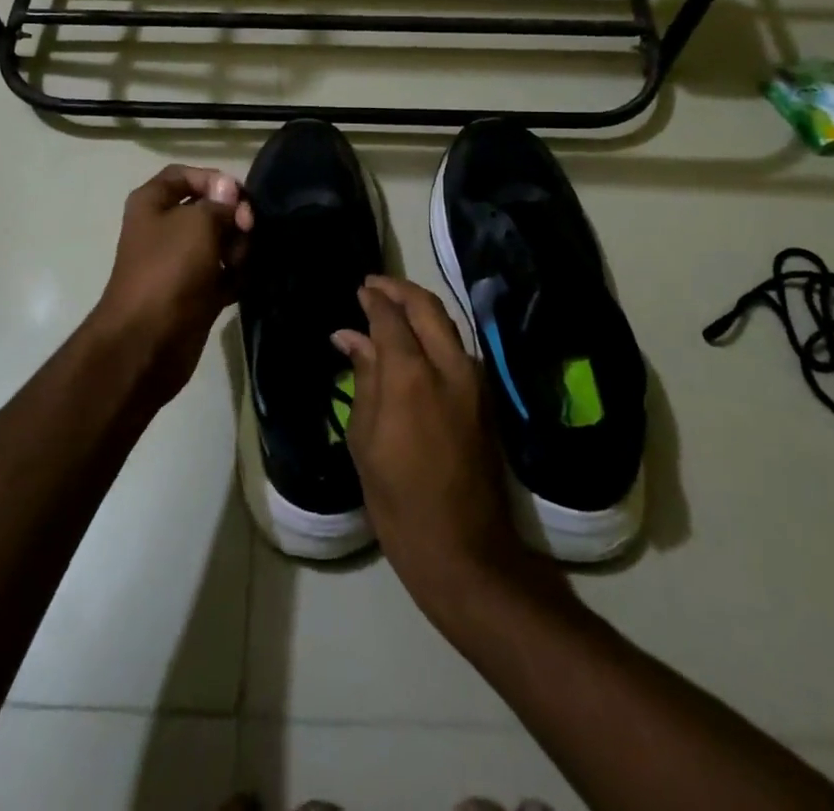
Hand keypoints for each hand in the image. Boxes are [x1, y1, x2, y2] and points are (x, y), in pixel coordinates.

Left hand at [90, 165, 252, 397]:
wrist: (148, 341)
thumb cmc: (169, 270)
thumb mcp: (198, 223)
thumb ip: (220, 203)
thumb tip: (231, 193)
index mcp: (152, 203)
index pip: (184, 175)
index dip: (213, 179)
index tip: (239, 196)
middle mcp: (165, 228)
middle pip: (209, 209)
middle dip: (233, 217)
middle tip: (247, 231)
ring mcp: (180, 262)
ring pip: (221, 242)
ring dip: (238, 248)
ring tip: (240, 264)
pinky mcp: (195, 292)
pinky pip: (224, 273)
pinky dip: (236, 275)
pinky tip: (244, 281)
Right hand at [334, 276, 533, 616]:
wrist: (464, 548)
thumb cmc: (398, 499)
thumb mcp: (365, 439)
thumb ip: (363, 377)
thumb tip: (349, 336)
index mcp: (411, 376)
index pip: (391, 317)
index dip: (374, 299)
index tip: (359, 289)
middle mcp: (449, 366)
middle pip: (427, 307)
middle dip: (399, 290)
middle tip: (374, 285)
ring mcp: (474, 380)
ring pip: (447, 323)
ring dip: (419, 308)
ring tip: (391, 307)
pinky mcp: (485, 397)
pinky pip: (457, 347)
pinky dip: (434, 331)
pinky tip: (414, 340)